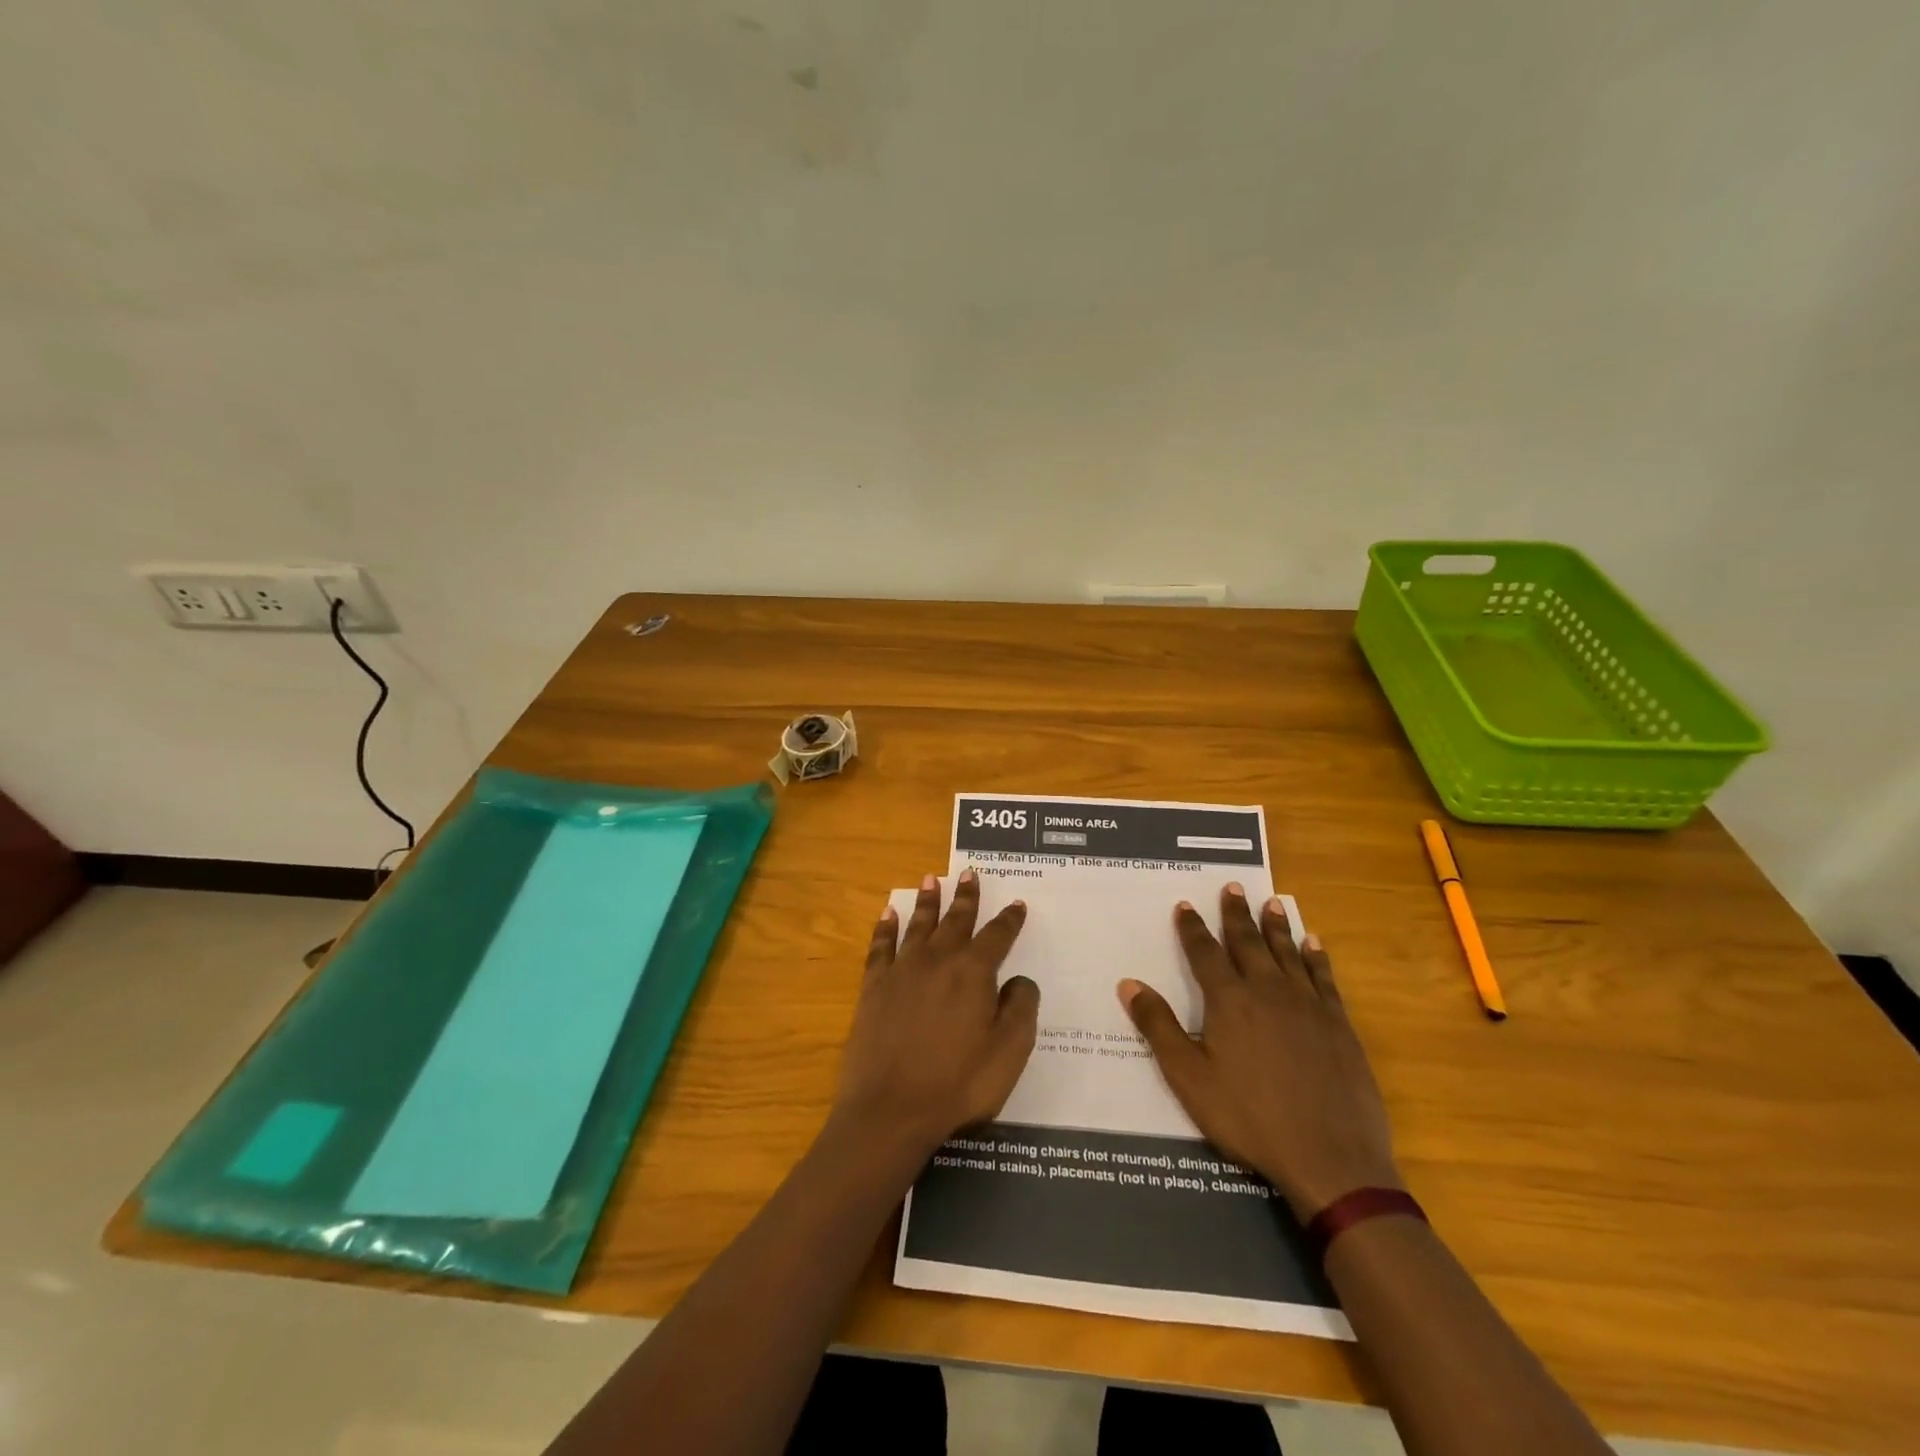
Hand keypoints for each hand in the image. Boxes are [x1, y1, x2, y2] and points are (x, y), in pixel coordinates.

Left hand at [833, 870, 1038, 1154]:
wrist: (890, 1110)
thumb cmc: (958, 1084)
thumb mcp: (1009, 1052)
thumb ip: (1021, 1008)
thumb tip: (1019, 980)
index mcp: (974, 973)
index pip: (997, 936)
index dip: (1009, 919)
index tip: (1017, 904)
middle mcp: (938, 960)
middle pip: (955, 920)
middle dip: (965, 897)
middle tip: (969, 873)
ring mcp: (902, 971)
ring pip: (918, 925)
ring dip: (927, 901)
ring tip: (931, 879)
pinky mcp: (874, 987)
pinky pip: (880, 947)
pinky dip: (885, 928)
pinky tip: (888, 914)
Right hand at [1118, 885, 1401, 1219]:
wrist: (1331, 1158)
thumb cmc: (1250, 1118)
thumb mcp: (1189, 1078)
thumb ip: (1159, 1027)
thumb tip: (1129, 983)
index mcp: (1229, 1000)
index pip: (1205, 952)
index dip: (1192, 927)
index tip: (1186, 904)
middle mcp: (1268, 990)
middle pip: (1248, 942)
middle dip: (1236, 913)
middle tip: (1234, 886)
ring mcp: (1308, 1005)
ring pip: (1288, 952)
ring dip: (1277, 926)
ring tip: (1272, 903)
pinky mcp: (1339, 1024)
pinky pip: (1324, 977)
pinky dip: (1316, 957)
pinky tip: (1314, 943)